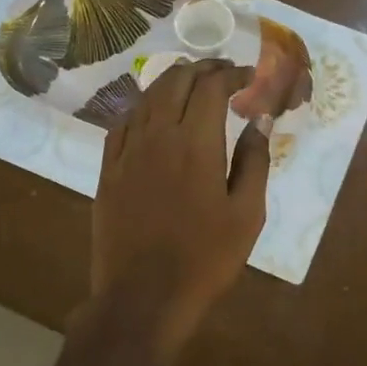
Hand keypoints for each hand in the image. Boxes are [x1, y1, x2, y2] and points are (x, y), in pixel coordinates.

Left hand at [92, 60, 270, 355]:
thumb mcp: (246, 214)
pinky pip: (123, 123)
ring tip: (191, 83)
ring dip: (171, 81)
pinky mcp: (108, 170)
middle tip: (223, 73)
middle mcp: (157, 136)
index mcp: (195, 143)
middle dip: (203, 69)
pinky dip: (143, 108)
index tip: (249, 77)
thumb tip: (259, 122)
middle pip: (176, 81)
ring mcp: (127, 152)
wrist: (144, 297)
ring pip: (146, 97)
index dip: (233, 73)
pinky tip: (152, 114)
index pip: (212, 86)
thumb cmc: (205, 259)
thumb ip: (255, 162)